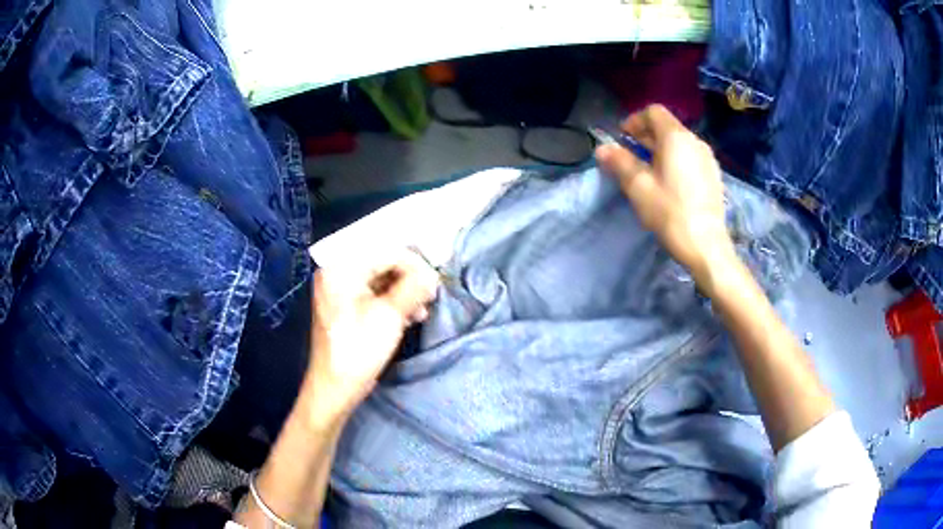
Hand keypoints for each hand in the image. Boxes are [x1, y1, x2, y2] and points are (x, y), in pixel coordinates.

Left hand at [305, 253, 438, 418]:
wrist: (335, 387)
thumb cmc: (359, 349)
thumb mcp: (390, 315)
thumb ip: (413, 287)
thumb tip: (432, 274)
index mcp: (340, 267)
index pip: (385, 250)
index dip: (415, 263)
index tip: (435, 281)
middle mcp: (337, 272)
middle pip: (382, 262)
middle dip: (410, 277)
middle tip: (431, 294)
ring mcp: (340, 290)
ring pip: (380, 279)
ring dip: (404, 291)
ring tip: (422, 309)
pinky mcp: (346, 307)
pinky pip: (374, 293)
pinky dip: (393, 301)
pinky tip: (410, 316)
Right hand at [595, 105, 732, 273]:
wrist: (706, 246)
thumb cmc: (670, 213)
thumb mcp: (639, 187)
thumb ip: (619, 163)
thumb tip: (602, 149)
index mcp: (676, 137)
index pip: (653, 112)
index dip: (634, 121)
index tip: (623, 139)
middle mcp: (695, 141)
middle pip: (667, 127)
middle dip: (646, 137)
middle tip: (630, 156)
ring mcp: (708, 159)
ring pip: (680, 144)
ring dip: (661, 150)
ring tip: (649, 172)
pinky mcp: (714, 176)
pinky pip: (691, 158)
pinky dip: (676, 162)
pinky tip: (670, 185)